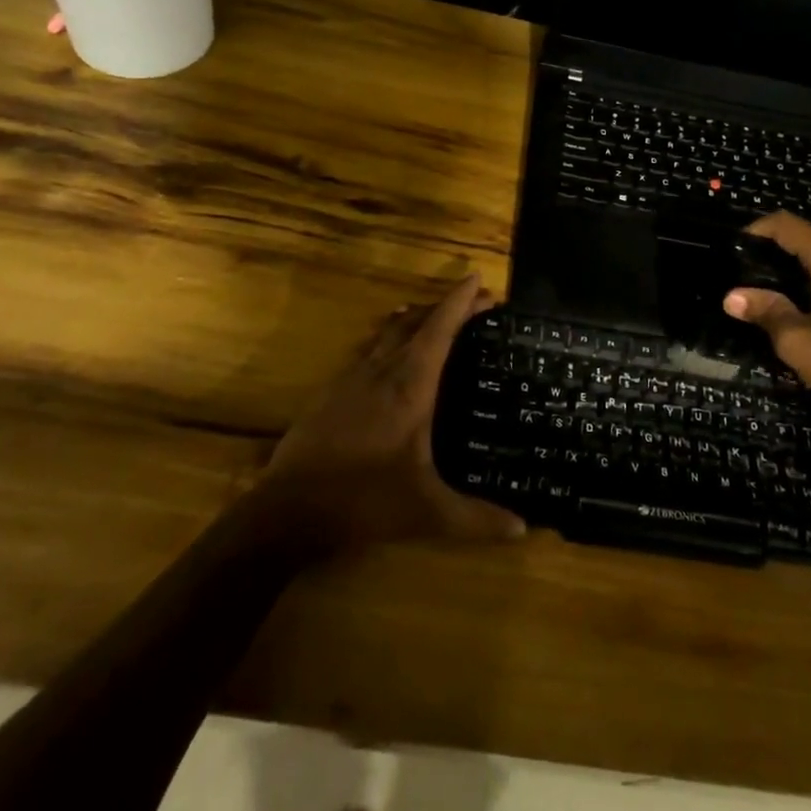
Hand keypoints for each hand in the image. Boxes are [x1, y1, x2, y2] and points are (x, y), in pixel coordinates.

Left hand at [260, 273, 526, 552]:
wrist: (288, 508)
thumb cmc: (363, 500)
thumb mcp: (426, 513)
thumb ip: (476, 519)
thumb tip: (522, 529)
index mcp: (410, 385)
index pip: (440, 329)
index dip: (460, 302)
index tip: (478, 281)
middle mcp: (382, 370)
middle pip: (416, 321)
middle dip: (446, 305)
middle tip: (473, 303)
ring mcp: (352, 377)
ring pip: (389, 331)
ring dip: (416, 318)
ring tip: (434, 318)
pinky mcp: (332, 390)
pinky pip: (369, 349)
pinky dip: (389, 338)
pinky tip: (390, 355)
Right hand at [723, 211, 810, 435]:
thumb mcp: (799, 342)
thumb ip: (766, 312)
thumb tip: (731, 296)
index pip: (788, 225)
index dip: (758, 229)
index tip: (735, 246)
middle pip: (807, 239)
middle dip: (774, 250)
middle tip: (745, 272)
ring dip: (796, 267)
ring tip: (768, 288)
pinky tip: (803, 305)